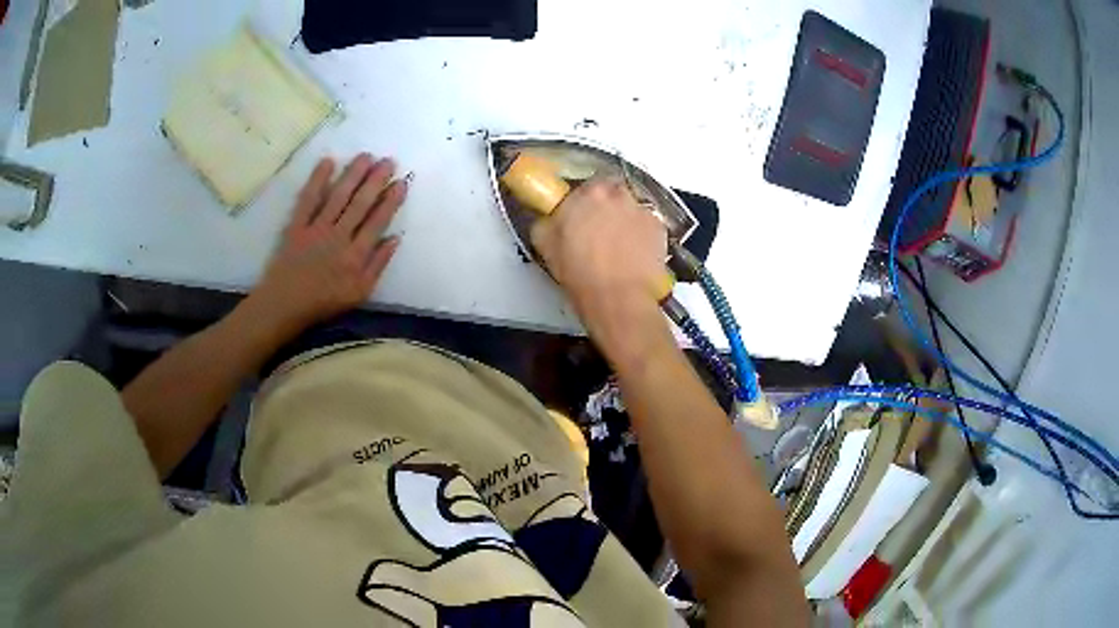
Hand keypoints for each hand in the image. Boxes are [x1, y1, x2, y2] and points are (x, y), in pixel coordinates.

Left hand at [247, 154, 407, 336]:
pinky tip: (328, 162)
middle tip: (388, 161)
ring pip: (339, 196)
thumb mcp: (359, 293)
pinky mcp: (297, 225)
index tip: (401, 182)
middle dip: (376, 180)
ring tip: (366, 156)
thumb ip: (378, 265)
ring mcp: (316, 228)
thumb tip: (395, 238)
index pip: (377, 221)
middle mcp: (338, 236)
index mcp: (356, 255)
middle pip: (360, 203)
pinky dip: (317, 180)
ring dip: (353, 174)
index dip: (391, 200)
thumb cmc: (323, 302)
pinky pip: (308, 199)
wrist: (284, 305)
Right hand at [530, 178, 669, 362]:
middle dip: (606, 207)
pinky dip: (642, 235)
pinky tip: (634, 254)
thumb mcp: (545, 245)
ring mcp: (642, 210)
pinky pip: (648, 225)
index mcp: (587, 193)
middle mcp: (617, 194)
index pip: (585, 185)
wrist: (618, 298)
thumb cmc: (579, 272)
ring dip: (625, 220)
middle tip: (598, 230)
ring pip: (631, 208)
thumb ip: (546, 221)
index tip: (580, 215)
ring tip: (618, 246)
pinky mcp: (660, 228)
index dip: (583, 201)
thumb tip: (550, 218)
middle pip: (612, 192)